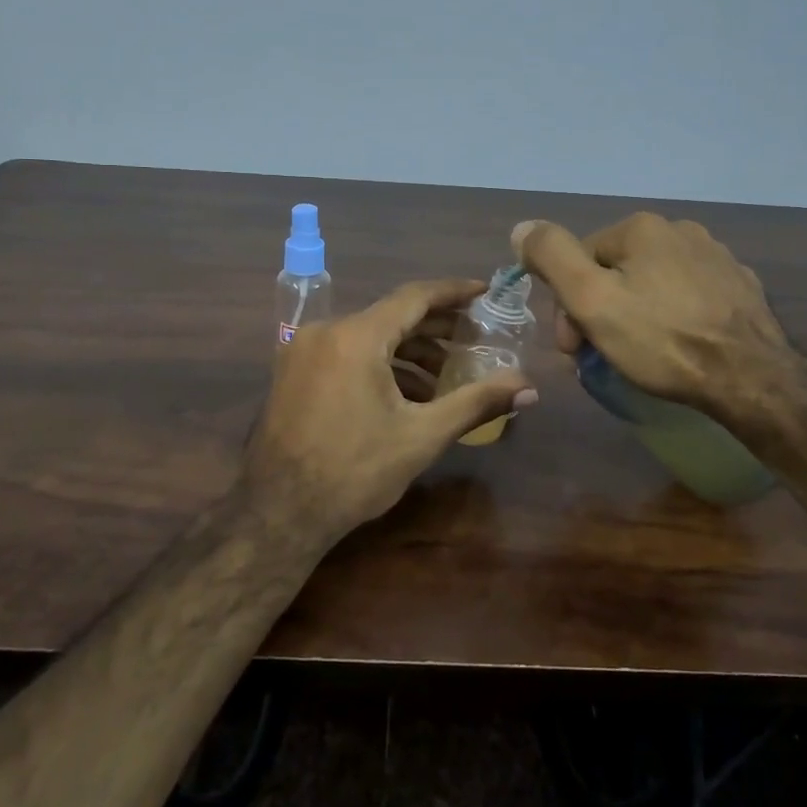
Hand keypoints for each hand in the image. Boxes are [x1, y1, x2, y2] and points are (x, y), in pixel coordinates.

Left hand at [243, 279, 535, 545]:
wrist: (278, 513)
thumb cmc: (354, 471)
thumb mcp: (422, 436)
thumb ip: (476, 403)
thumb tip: (529, 389)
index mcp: (356, 336)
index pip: (414, 297)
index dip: (454, 292)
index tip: (484, 292)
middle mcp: (326, 330)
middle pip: (392, 316)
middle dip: (436, 328)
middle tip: (475, 340)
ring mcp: (303, 350)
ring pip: (368, 336)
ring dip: (409, 351)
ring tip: (446, 377)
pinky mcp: (293, 372)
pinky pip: (346, 353)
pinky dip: (379, 364)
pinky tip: (406, 393)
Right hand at [513, 214, 793, 424]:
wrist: (751, 378)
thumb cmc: (662, 340)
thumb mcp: (591, 300)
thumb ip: (552, 256)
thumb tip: (522, 228)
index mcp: (641, 228)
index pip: (580, 261)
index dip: (568, 306)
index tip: (573, 349)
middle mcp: (681, 229)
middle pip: (616, 271)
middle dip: (600, 311)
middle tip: (600, 357)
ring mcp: (716, 256)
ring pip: (652, 283)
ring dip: (634, 313)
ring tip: (639, 355)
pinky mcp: (740, 286)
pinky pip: (688, 295)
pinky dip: (673, 316)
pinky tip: (678, 345)